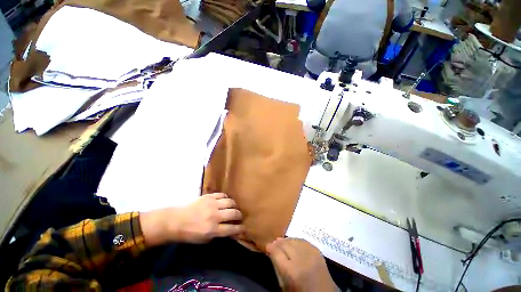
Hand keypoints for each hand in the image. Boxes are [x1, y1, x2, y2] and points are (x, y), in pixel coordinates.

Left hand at [140, 193, 243, 245]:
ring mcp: (210, 205)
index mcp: (213, 229)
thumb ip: (219, 235)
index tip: (242, 229)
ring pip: (230, 202)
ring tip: (232, 209)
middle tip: (237, 219)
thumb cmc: (189, 234)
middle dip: (239, 217)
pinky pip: (221, 195)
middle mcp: (214, 216)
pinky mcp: (206, 197)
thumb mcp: (205, 240)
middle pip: (235, 213)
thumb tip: (230, 231)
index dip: (241, 229)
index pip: (234, 228)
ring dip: (234, 206)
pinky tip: (224, 202)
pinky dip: (225, 198)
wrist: (175, 221)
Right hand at [266, 238, 337, 291]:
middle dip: (278, 243)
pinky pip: (307, 243)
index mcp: (290, 271)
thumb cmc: (299, 290)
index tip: (267, 246)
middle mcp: (301, 261)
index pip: (277, 253)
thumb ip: (278, 270)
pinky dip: (299, 240)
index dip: (270, 248)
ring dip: (288, 240)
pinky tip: (295, 241)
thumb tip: (272, 255)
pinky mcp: (320, 254)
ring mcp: (312, 256)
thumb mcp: (283, 284)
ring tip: (282, 241)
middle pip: (287, 245)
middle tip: (273, 242)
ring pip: (297, 242)